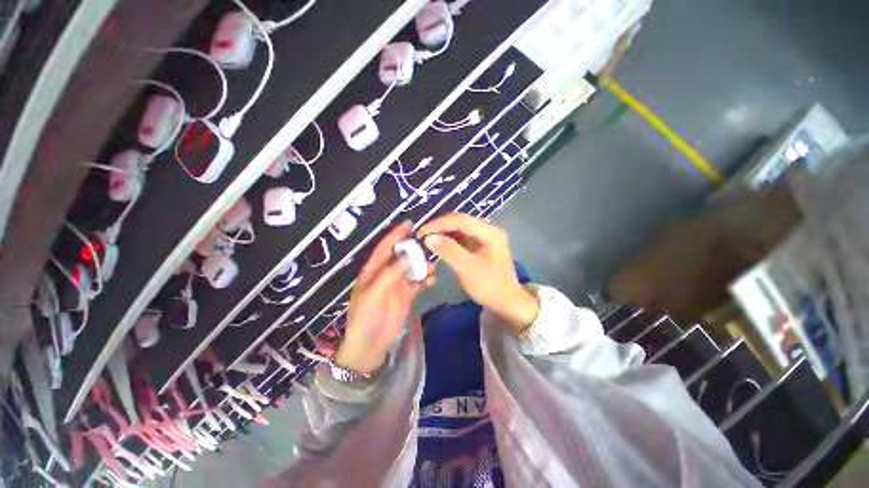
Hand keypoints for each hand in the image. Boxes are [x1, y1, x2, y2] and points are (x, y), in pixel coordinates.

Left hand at [336, 221, 434, 373]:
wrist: (371, 343)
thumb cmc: (366, 316)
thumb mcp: (373, 293)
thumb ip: (390, 274)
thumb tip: (407, 256)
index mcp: (373, 270)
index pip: (385, 247)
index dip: (395, 235)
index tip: (409, 224)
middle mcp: (386, 273)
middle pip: (401, 255)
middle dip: (413, 249)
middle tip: (427, 244)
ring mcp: (398, 284)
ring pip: (412, 268)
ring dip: (422, 264)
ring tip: (431, 266)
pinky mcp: (407, 294)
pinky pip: (418, 282)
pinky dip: (426, 279)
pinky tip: (432, 279)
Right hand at [418, 213, 537, 331]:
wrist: (506, 302)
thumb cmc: (490, 286)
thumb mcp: (468, 269)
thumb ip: (449, 251)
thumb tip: (429, 238)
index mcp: (490, 232)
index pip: (461, 220)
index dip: (440, 224)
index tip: (422, 232)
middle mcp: (488, 230)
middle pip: (460, 221)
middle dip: (440, 226)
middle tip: (422, 235)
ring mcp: (484, 237)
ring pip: (459, 228)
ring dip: (443, 232)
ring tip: (427, 238)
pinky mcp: (479, 245)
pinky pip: (461, 238)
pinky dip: (448, 240)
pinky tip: (438, 244)